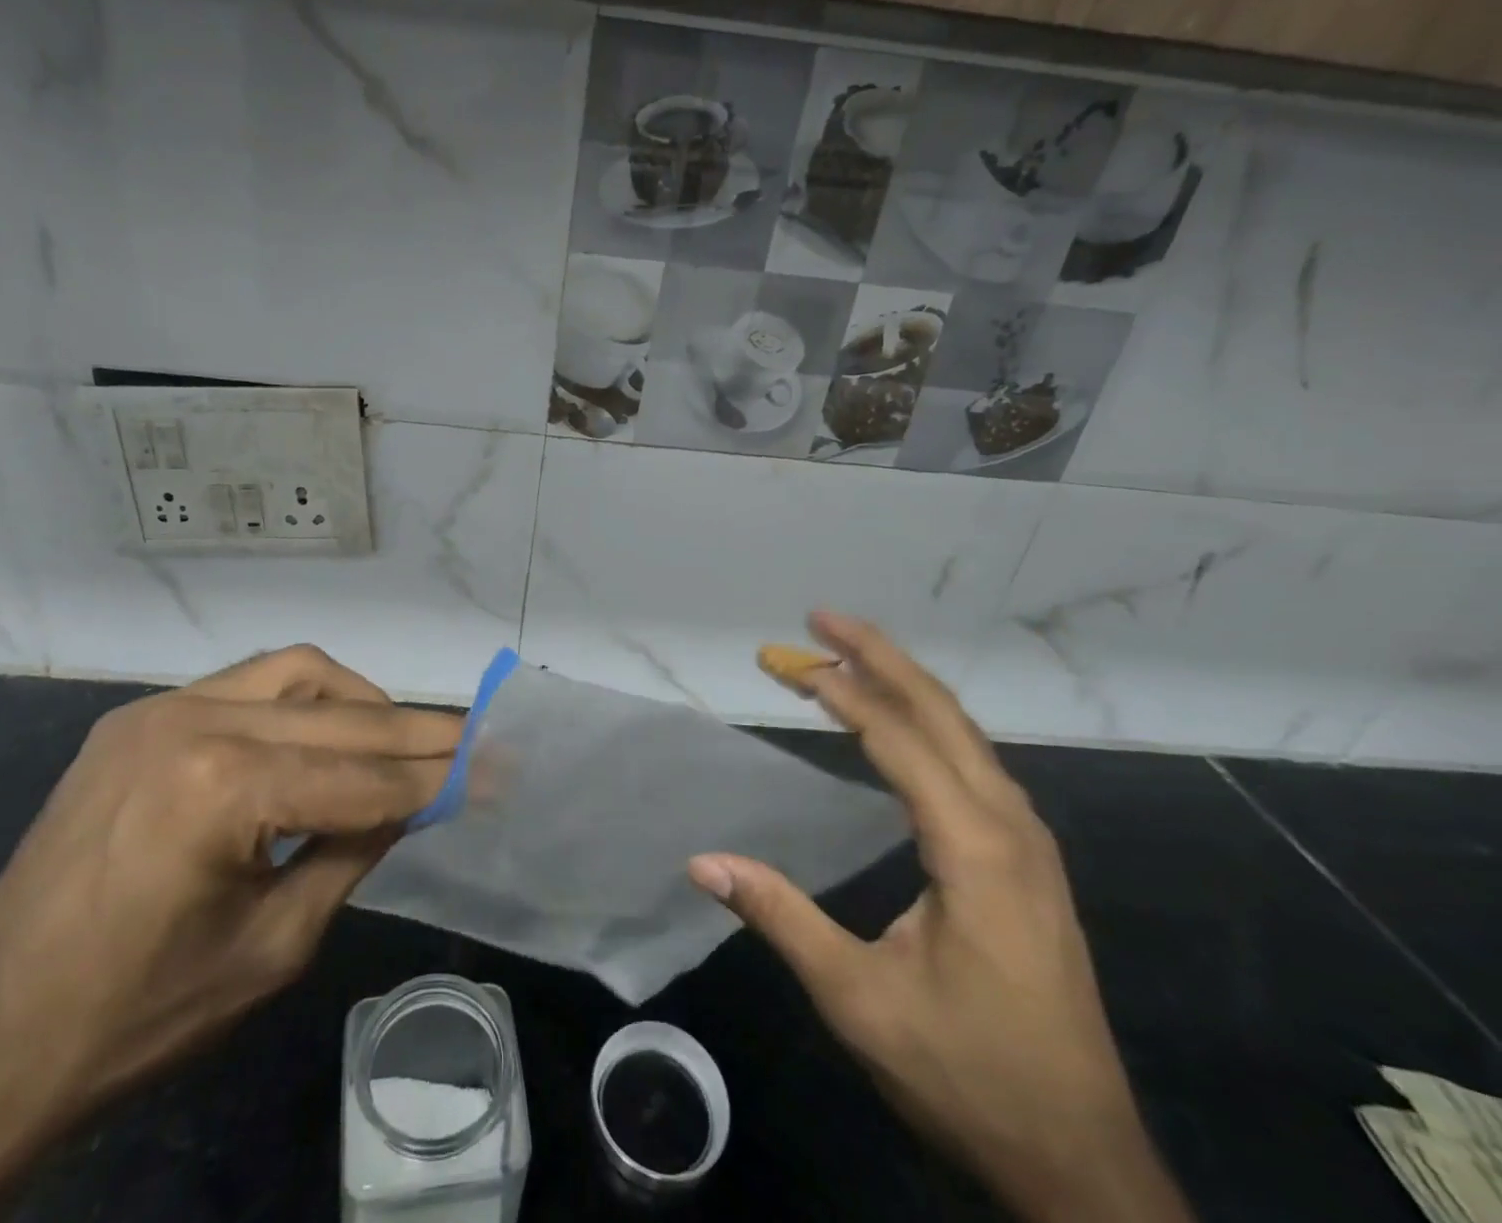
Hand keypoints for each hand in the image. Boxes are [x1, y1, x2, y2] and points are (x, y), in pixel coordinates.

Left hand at [0, 646, 461, 1222]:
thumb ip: (354, 850)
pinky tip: (321, 736)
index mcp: (221, 788)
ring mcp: (157, 709)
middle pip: (340, 719)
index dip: (439, 777)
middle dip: (416, 734)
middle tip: (476, 740)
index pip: (362, 777)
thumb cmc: (139, 1019)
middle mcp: (191, 720)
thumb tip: (416, 796)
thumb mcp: (274, 946)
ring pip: (295, 673)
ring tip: (400, 739)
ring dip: (358, 702)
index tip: (500, 765)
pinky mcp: (136, 717)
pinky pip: (244, 685)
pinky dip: (300, 702)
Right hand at [689, 613, 1192, 1222]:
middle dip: (879, 656)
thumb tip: (702, 862)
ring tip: (848, 654)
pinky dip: (927, 722)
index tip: (790, 659)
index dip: (841, 692)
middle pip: (942, 712)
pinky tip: (899, 723)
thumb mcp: (859, 999)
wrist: (1081, 1163)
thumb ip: (782, 918)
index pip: (900, 740)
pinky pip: (973, 761)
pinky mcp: (1027, 860)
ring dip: (904, 683)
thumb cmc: (968, 1075)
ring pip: (964, 732)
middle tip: (820, 619)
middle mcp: (1010, 826)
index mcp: (975, 849)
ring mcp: (1028, 842)